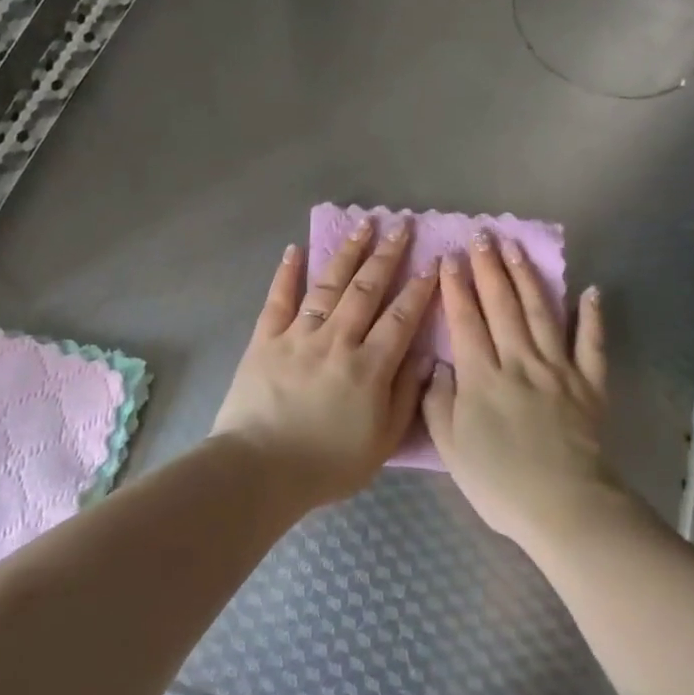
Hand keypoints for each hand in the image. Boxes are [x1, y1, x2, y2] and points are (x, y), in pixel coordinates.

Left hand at [212, 216, 437, 508]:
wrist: (259, 470)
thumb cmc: (327, 464)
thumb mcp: (382, 442)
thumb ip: (406, 396)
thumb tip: (425, 356)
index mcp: (369, 367)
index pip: (401, 317)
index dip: (420, 287)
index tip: (434, 260)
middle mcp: (337, 340)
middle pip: (367, 289)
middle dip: (387, 255)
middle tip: (401, 224)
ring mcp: (299, 335)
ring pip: (328, 285)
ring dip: (347, 252)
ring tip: (362, 224)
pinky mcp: (265, 339)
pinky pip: (278, 299)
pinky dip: (286, 272)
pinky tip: (296, 249)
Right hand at [421, 232, 620, 549]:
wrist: (565, 507)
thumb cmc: (500, 483)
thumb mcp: (451, 448)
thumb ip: (438, 402)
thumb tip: (438, 365)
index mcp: (482, 376)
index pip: (466, 320)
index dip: (456, 287)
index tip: (449, 256)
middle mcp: (519, 361)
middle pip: (502, 305)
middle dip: (489, 267)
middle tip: (482, 235)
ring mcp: (558, 369)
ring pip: (540, 313)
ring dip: (527, 277)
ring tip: (516, 247)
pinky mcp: (589, 384)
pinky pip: (592, 344)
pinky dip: (593, 317)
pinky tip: (590, 291)